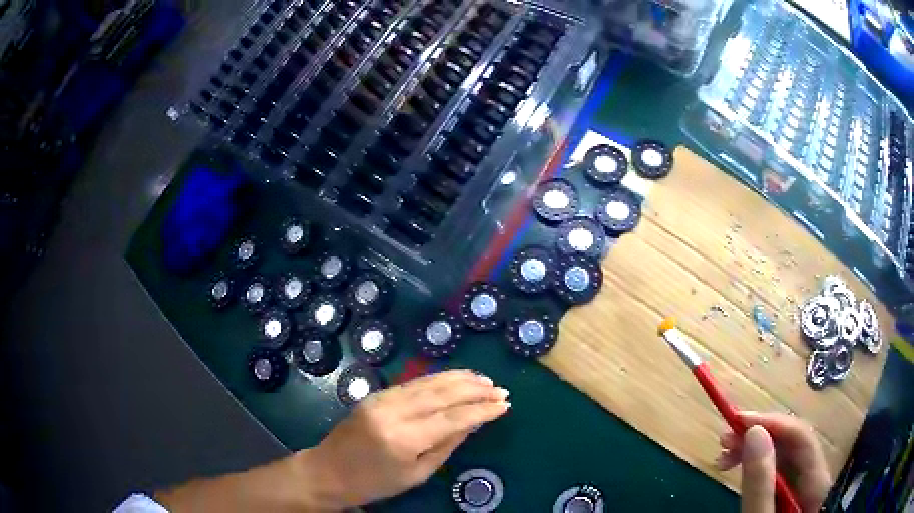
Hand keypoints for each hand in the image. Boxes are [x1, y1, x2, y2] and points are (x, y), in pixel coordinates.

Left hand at [297, 369, 510, 510]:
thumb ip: (446, 446)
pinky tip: (454, 378)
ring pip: (428, 382)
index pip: (452, 418)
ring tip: (484, 379)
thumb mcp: (416, 475)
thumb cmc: (374, 483)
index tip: (505, 404)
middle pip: (442, 393)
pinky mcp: (375, 394)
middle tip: (499, 389)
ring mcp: (381, 399)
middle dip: (475, 389)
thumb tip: (472, 423)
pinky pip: (413, 383)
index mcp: (404, 439)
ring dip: (459, 378)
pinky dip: (438, 378)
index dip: (482, 410)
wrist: (328, 471)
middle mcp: (393, 412)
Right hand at [717, 412, 831, 512]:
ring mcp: (804, 484)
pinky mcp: (791, 492)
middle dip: (759, 435)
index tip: (737, 421)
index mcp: (816, 483)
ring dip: (754, 448)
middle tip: (723, 441)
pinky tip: (738, 466)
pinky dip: (756, 464)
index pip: (801, 437)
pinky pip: (776, 469)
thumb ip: (760, 485)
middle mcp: (815, 476)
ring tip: (724, 454)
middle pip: (792, 443)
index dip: (772, 423)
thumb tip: (754, 433)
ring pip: (783, 453)